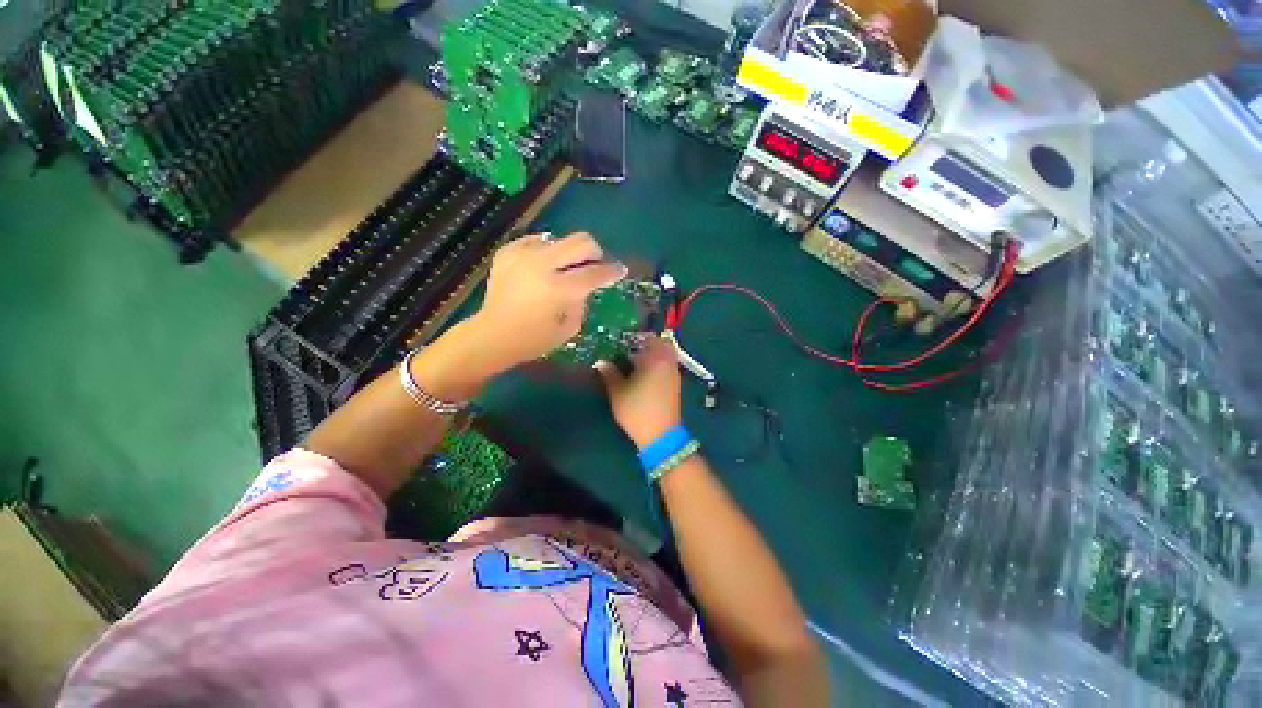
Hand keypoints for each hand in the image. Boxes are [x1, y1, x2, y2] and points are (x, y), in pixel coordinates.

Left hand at [467, 232, 627, 372]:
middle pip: (580, 241)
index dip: (612, 271)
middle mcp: (541, 265)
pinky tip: (543, 267)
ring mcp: (522, 255)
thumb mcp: (569, 327)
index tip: (620, 270)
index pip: (594, 273)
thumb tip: (585, 285)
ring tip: (564, 270)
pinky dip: (546, 252)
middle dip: (595, 252)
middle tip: (594, 265)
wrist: (492, 335)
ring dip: (568, 254)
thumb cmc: (534, 339)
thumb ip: (582, 301)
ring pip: (559, 239)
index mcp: (558, 289)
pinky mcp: (508, 252)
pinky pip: (536, 241)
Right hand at [595, 335, 682, 448]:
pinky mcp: (676, 385)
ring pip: (666, 355)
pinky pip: (668, 366)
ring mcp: (674, 374)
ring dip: (654, 355)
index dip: (637, 336)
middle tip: (630, 350)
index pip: (650, 337)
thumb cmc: (637, 410)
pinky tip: (644, 376)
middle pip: (662, 344)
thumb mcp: (617, 391)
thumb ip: (609, 373)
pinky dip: (658, 365)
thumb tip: (600, 361)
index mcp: (655, 358)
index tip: (624, 341)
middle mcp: (668, 362)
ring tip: (635, 363)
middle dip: (648, 344)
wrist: (660, 435)